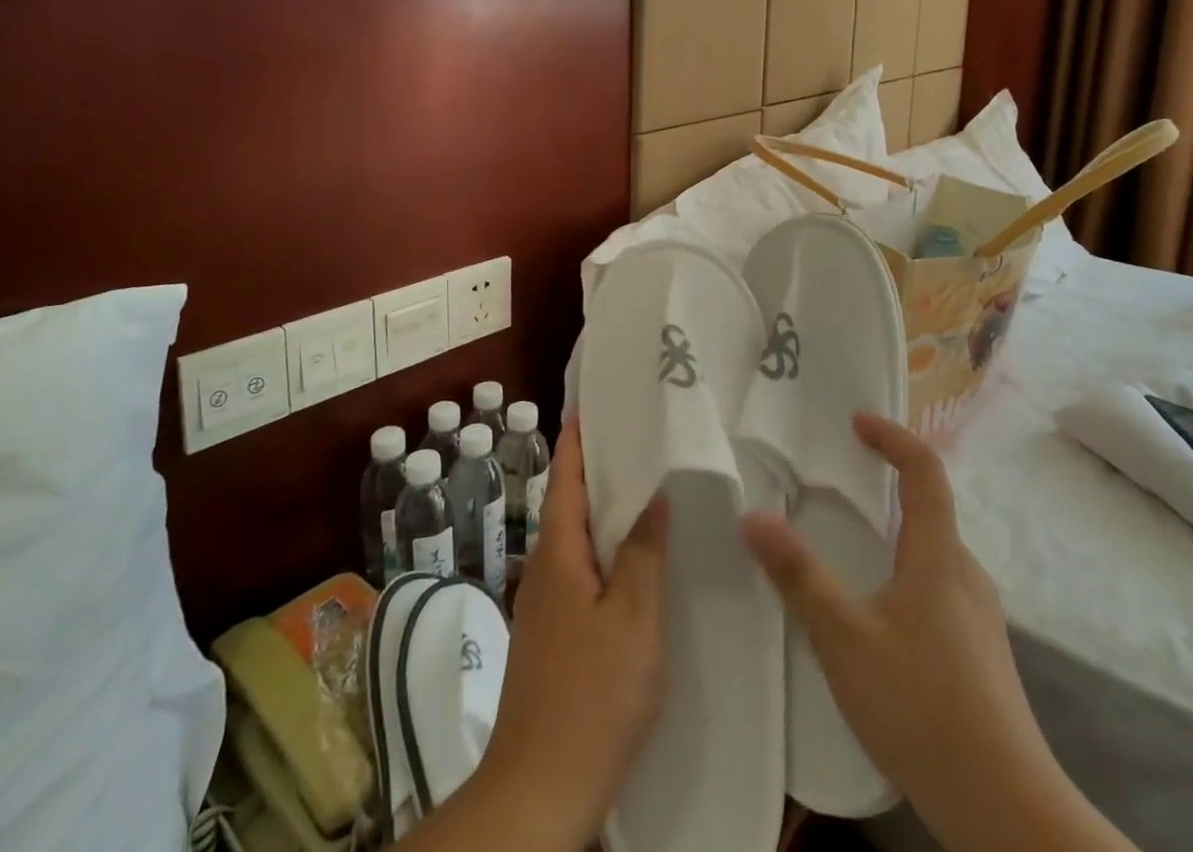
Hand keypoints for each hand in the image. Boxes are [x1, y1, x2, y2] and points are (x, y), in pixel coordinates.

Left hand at [472, 419, 667, 851]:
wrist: (540, 790)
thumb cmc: (593, 695)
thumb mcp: (635, 619)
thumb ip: (644, 552)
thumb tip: (653, 494)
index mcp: (559, 553)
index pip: (566, 476)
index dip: (579, 437)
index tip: (597, 402)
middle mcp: (544, 568)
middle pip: (569, 502)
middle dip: (596, 467)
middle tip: (636, 437)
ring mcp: (543, 604)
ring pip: (575, 538)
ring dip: (601, 508)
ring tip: (642, 488)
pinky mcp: (551, 634)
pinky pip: (578, 569)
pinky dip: (602, 547)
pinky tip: (631, 560)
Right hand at [742, 414, 1132, 851]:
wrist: (1007, 811)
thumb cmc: (922, 707)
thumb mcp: (845, 638)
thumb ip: (799, 575)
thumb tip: (752, 516)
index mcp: (938, 555)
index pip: (925, 470)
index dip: (893, 437)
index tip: (857, 422)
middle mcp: (965, 573)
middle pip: (930, 508)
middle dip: (888, 483)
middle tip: (840, 483)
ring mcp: (978, 615)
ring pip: (934, 551)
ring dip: (894, 531)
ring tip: (850, 546)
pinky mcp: (979, 651)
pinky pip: (938, 584)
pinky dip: (904, 568)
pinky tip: (877, 612)